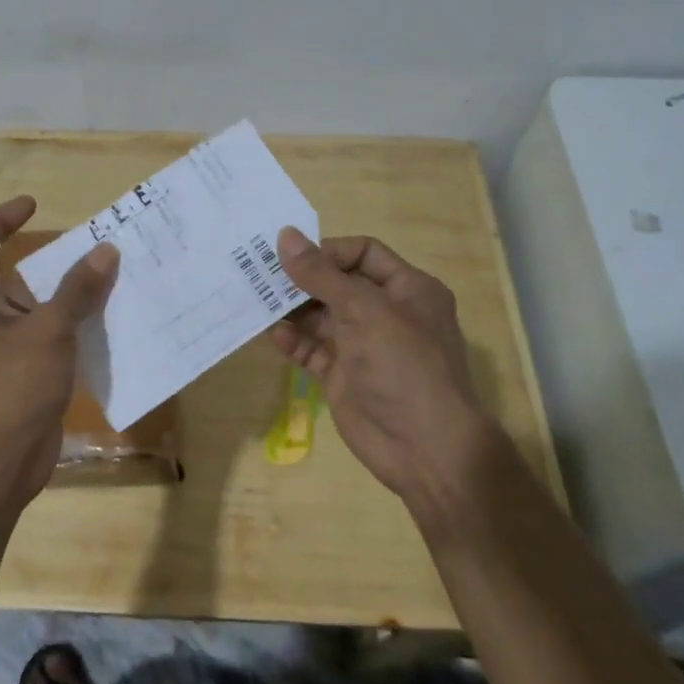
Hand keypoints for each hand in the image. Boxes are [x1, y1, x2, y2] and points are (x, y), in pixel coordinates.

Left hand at [0, 196, 119, 508]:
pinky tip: (106, 322)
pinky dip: (70, 326)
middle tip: (88, 244)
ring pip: (33, 308)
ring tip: (107, 277)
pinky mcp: (18, 374)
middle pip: (10, 275)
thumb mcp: (47, 330)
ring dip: (65, 295)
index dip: (0, 220)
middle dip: (47, 260)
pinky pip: (45, 337)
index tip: (33, 205)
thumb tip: (105, 250)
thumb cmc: (9, 385)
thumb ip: (77, 290)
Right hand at [268, 228, 497, 525]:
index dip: (328, 251)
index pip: (364, 254)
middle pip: (338, 284)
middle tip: (261, 274)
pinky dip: (295, 342)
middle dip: (302, 280)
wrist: (425, 448)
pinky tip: (274, 336)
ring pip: (322, 317)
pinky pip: (314, 350)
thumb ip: (320, 274)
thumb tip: (285, 235)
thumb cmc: (403, 364)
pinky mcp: (345, 377)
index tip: (291, 256)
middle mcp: (387, 313)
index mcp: (408, 289)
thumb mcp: (363, 309)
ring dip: (293, 310)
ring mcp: (365, 347)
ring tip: (258, 300)